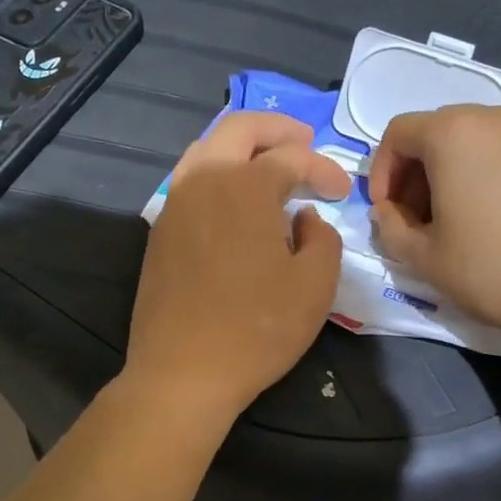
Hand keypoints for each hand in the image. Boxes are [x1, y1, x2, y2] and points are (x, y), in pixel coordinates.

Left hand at [124, 112, 350, 423]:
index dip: (323, 168)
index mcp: (244, 186)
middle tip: (304, 139)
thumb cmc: (256, 329)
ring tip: (267, 161)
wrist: (182, 372)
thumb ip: (322, 239)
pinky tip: (235, 200)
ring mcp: (174, 205)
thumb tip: (305, 218)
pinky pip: (190, 182)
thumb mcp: (314, 286)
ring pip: (206, 150)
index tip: (341, 192)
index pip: (291, 158)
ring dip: (241, 147)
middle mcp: (203, 181)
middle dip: (276, 129)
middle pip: (238, 130)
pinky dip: (217, 174)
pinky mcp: (159, 233)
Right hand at [367, 105, 500, 347]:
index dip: (383, 171)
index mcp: (454, 134)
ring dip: (463, 169)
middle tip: (424, 217)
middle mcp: (498, 117)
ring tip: (470, 215)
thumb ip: (391, 227)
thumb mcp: (423, 259)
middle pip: (442, 130)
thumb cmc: (492, 271)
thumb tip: (390, 211)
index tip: (389, 210)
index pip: (399, 133)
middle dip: (422, 170)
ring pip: (485, 138)